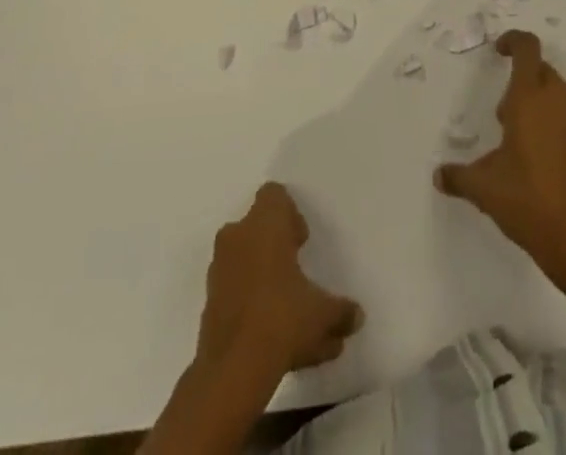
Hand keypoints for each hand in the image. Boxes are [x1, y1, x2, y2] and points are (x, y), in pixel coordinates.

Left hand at [196, 183, 361, 376]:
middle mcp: (237, 238)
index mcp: (264, 224)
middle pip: (256, 227)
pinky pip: (235, 292)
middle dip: (275, 245)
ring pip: (244, 261)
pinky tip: (273, 338)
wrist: (232, 371)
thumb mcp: (323, 313)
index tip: (301, 240)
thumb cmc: (282, 318)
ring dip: (263, 277)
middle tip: (296, 269)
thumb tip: (357, 316)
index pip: (273, 195)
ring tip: (289, 312)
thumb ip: (341, 311)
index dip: (289, 213)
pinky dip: (251, 305)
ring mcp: (218, 272)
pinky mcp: (208, 305)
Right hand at [434, 31, 565, 287]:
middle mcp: (558, 99)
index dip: (512, 41)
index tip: (498, 51)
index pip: (527, 48)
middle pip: (540, 69)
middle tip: (500, 113)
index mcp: (531, 97)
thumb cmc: (528, 199)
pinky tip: (536, 157)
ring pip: (555, 92)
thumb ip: (459, 176)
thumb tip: (440, 175)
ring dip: (536, 101)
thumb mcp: (484, 187)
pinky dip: (550, 121)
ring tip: (514, 138)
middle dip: (520, 80)